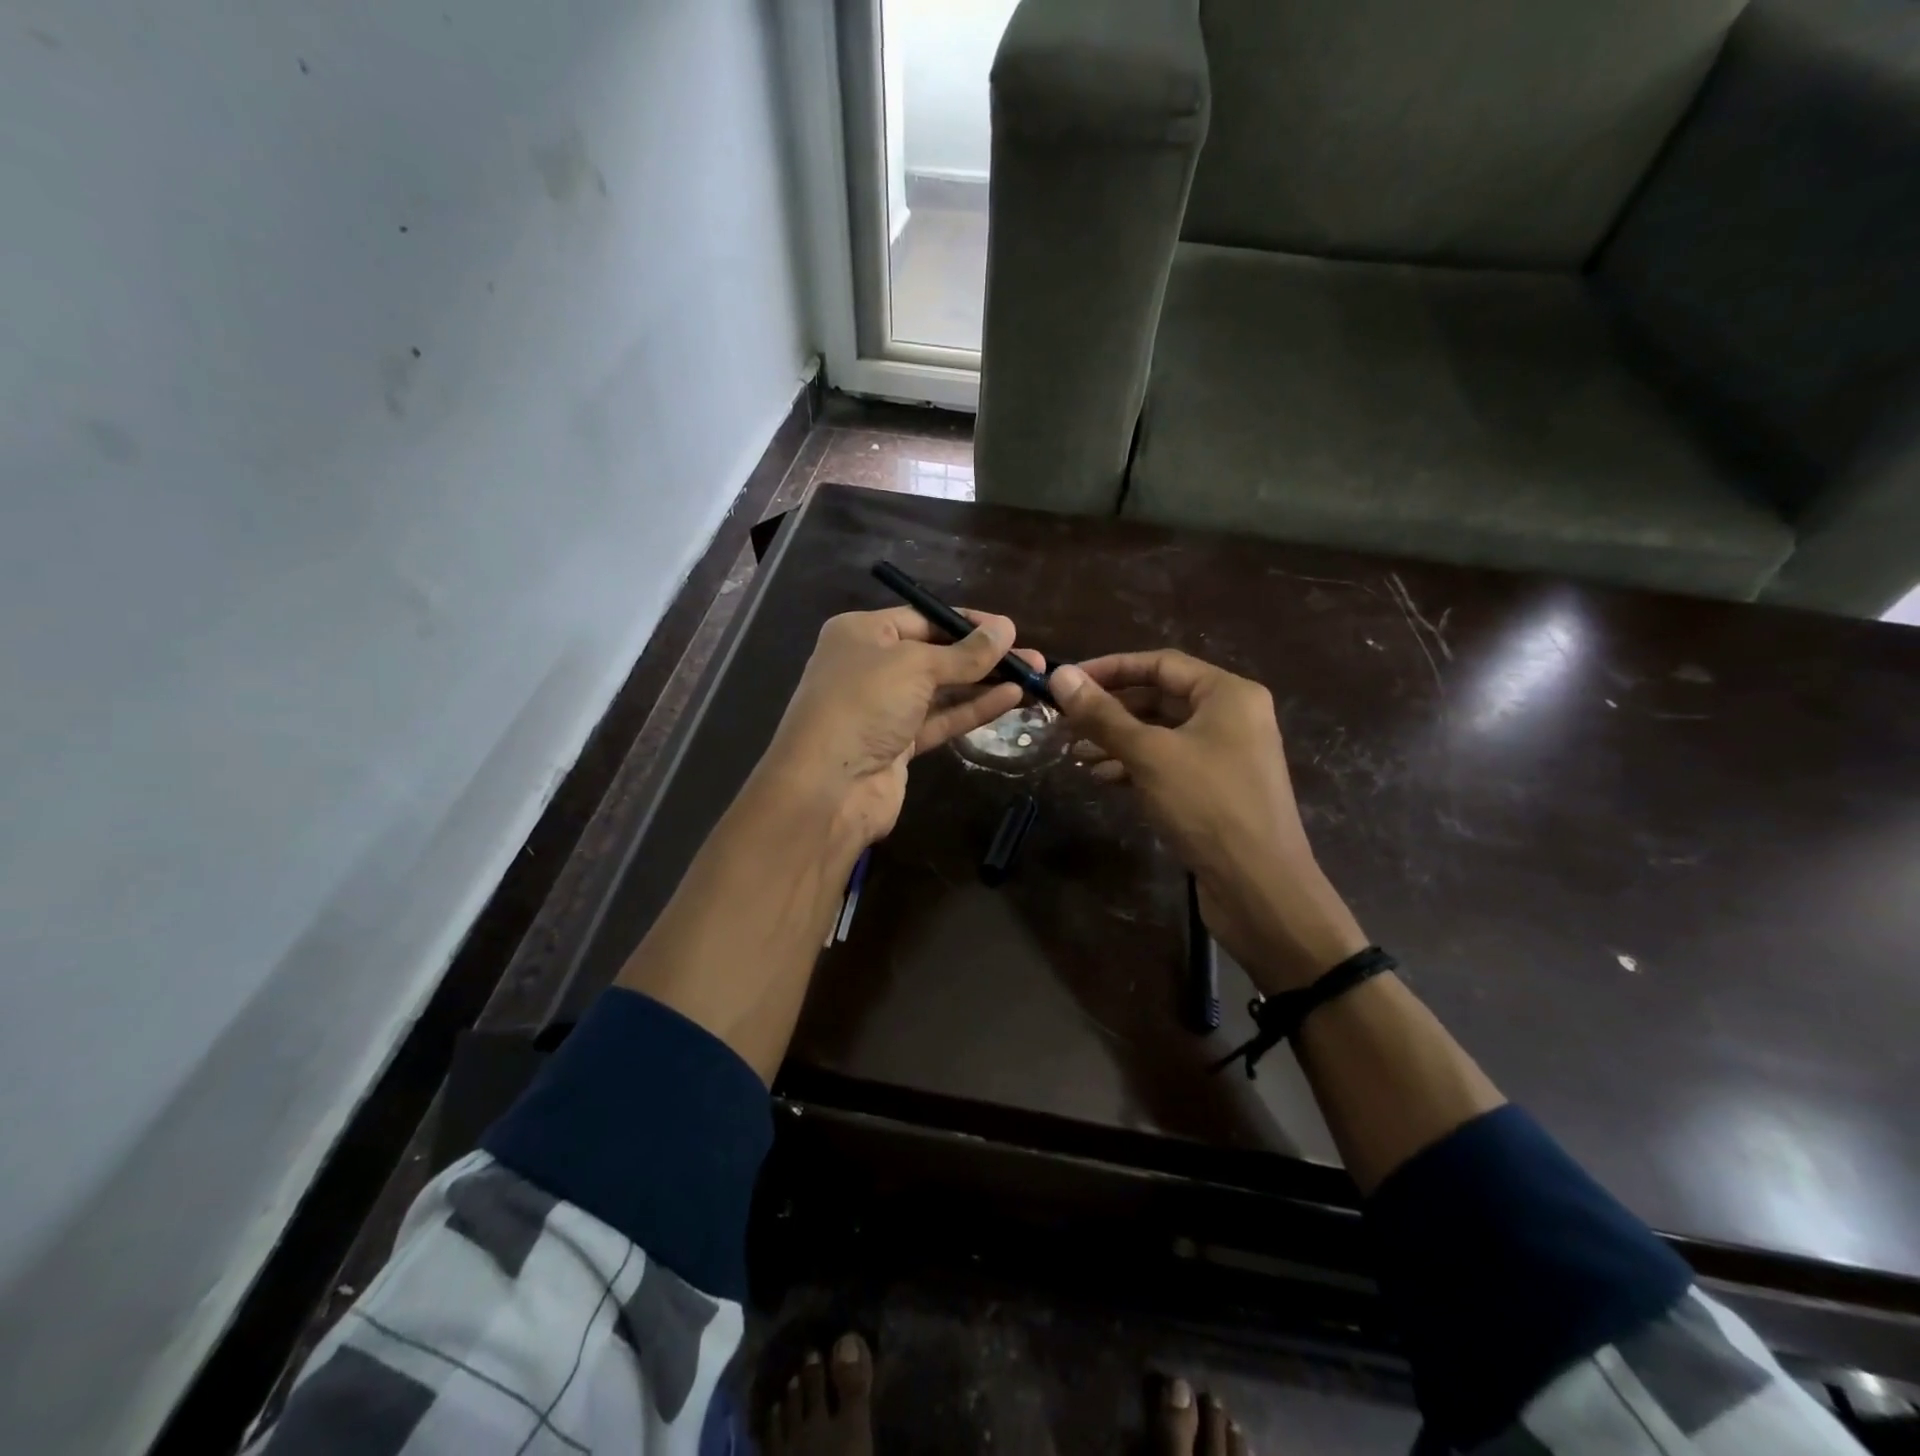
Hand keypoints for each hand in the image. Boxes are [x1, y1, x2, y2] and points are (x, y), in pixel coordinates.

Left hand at [757, 606, 1044, 850]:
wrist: (828, 786)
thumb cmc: (864, 704)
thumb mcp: (916, 666)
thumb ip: (964, 653)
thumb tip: (1007, 629)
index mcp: (862, 633)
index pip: (923, 618)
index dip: (968, 623)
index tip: (1010, 629)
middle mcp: (870, 666)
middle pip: (936, 654)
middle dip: (983, 656)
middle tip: (1032, 658)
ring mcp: (884, 708)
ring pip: (942, 690)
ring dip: (985, 684)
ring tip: (1032, 677)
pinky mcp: (898, 744)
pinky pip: (941, 719)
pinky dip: (973, 710)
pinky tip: (1011, 699)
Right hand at [1050, 651, 1368, 992]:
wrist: (1259, 888)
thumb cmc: (1207, 806)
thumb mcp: (1149, 755)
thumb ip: (1102, 715)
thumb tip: (1059, 675)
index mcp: (1227, 694)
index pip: (1160, 663)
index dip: (1110, 668)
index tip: (1067, 682)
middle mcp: (1231, 716)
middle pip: (1159, 697)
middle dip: (1110, 709)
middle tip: (1064, 720)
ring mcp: (1225, 754)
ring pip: (1161, 733)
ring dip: (1117, 739)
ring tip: (1075, 752)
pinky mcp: (1215, 789)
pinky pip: (1169, 763)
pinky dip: (1135, 766)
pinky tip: (1102, 777)